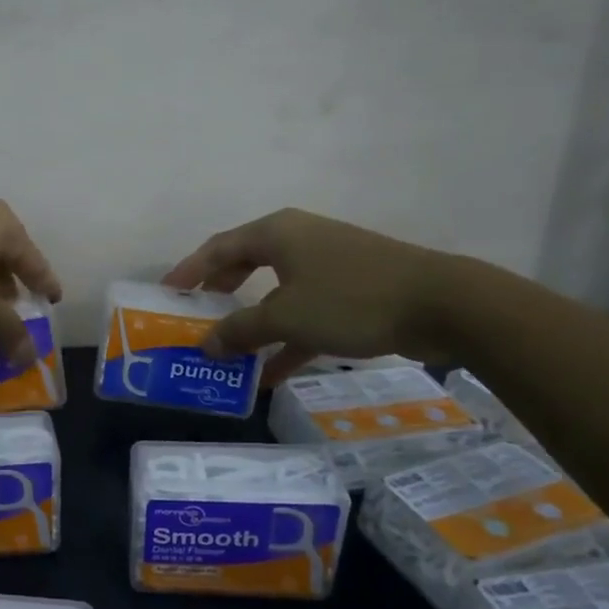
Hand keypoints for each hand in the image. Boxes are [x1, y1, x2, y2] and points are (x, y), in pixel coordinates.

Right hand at [162, 209, 460, 383]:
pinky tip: (270, 375)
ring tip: (227, 351)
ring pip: (275, 292)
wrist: (442, 304)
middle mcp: (298, 241)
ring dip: (252, 322)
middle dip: (219, 293)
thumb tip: (205, 346)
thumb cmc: (351, 299)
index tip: (166, 293)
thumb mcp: (286, 317)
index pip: (218, 248)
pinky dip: (286, 339)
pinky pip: (305, 312)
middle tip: (196, 317)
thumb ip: (240, 330)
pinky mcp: (351, 290)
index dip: (188, 270)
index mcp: (276, 233)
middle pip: (244, 265)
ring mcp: (327, 265)